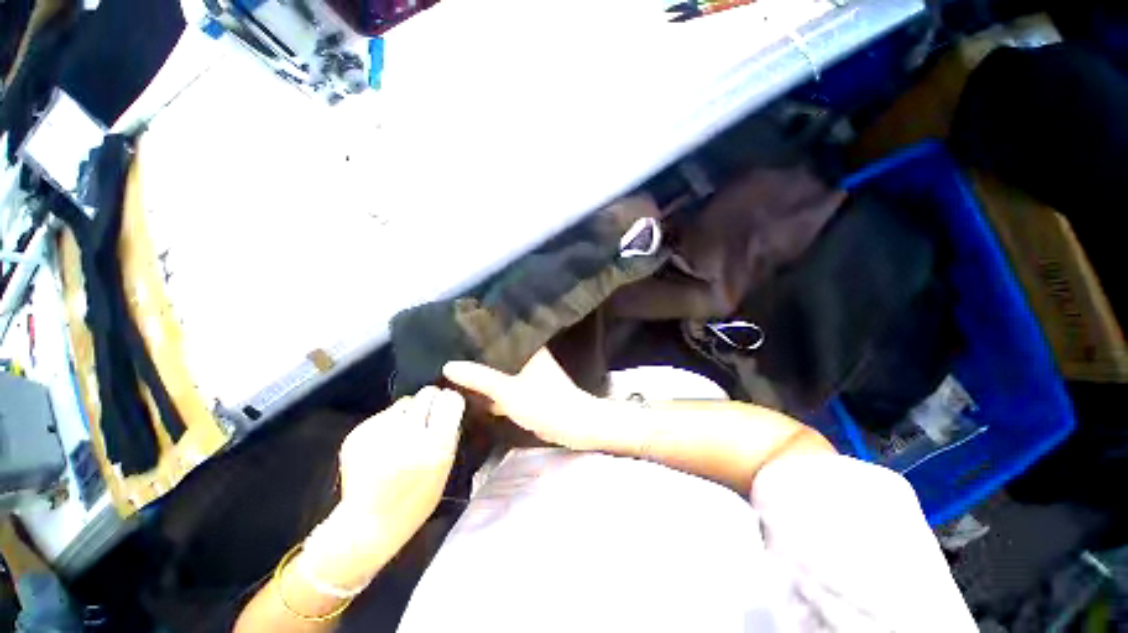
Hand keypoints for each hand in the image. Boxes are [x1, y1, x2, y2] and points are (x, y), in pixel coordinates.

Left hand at [301, 387, 463, 587]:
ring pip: (405, 401)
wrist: (369, 523)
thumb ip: (449, 434)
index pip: (450, 400)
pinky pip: (383, 415)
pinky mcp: (359, 434)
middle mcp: (410, 433)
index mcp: (436, 444)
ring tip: (403, 433)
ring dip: (408, 412)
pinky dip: (387, 423)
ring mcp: (381, 432)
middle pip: (428, 393)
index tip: (448, 405)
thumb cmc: (416, 499)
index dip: (450, 400)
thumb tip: (448, 406)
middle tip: (427, 415)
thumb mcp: (445, 467)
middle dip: (431, 400)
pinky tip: (384, 444)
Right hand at [442, 348, 611, 450]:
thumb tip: (449, 365)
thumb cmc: (544, 403)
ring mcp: (531, 373)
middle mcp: (530, 356)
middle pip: (499, 352)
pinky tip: (476, 392)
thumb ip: (479, 378)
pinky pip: (507, 384)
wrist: (574, 426)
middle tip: (450, 352)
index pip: (501, 333)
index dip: (480, 333)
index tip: (456, 332)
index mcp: (528, 348)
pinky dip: (495, 388)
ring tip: (458, 370)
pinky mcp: (531, 389)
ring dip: (486, 372)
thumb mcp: (507, 391)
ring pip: (503, 369)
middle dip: (479, 355)